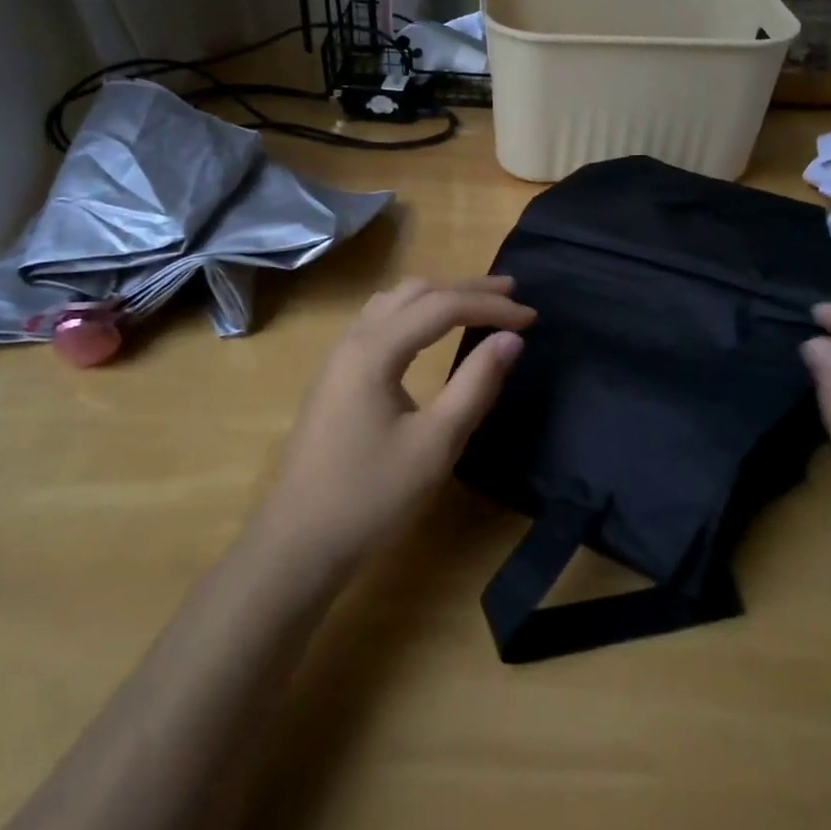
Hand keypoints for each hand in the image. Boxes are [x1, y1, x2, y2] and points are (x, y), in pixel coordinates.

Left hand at [258, 276, 533, 571]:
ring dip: (438, 295)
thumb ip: (476, 385)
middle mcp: (353, 339)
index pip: (443, 306)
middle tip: (511, 293)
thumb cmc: (372, 495)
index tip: (531, 317)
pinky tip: (429, 329)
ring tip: (476, 302)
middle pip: (416, 292)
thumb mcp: (436, 444)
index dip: (491, 306)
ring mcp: (339, 356)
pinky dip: (415, 312)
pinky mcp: (336, 375)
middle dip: (466, 289)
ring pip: (394, 301)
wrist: (299, 541)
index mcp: (375, 350)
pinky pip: (379, 320)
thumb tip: (511, 340)